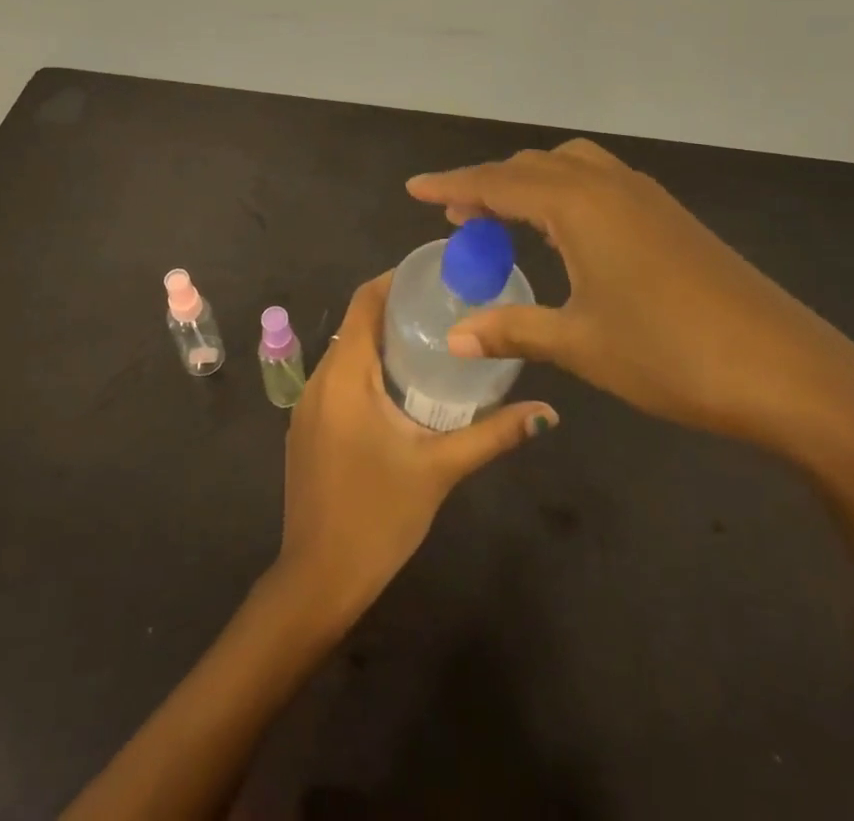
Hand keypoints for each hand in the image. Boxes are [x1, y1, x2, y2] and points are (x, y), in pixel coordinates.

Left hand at [275, 271, 556, 624]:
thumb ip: (493, 435)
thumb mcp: (440, 469)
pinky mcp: (307, 428)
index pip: (364, 302)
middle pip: (357, 324)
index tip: (436, 275)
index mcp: (345, 375)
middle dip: (398, 310)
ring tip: (433, 341)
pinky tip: (402, 388)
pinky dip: (368, 369)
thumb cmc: (378, 516)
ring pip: (347, 352)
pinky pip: (339, 379)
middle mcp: (319, 379)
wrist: (318, 578)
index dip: (396, 280)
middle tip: (448, 308)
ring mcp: (307, 405)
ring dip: (383, 342)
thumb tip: (547, 413)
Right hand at [407, 140, 853, 455]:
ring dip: (529, 184)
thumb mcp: (581, 344)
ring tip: (504, 219)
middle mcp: (609, 186)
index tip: (413, 188)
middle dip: (487, 184)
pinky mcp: (671, 217)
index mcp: (579, 205)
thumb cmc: (671, 354)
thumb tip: (455, 337)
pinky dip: (565, 193)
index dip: (450, 185)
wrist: (789, 372)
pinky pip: (600, 183)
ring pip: (570, 167)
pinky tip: (565, 232)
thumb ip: (512, 329)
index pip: (496, 183)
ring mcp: (646, 198)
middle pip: (531, 167)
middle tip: (456, 217)